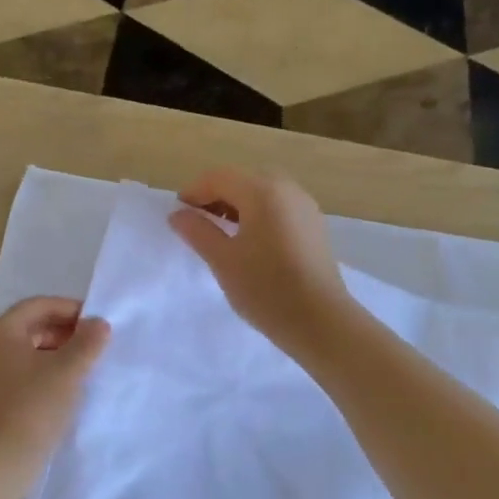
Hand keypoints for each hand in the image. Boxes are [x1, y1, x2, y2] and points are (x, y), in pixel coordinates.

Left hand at [0, 297, 109, 463]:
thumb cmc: (30, 409)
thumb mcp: (67, 373)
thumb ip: (87, 343)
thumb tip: (98, 323)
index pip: (39, 305)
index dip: (71, 309)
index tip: (98, 323)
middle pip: (29, 328)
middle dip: (64, 334)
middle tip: (94, 348)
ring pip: (23, 354)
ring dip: (53, 357)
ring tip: (82, 372)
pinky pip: (16, 377)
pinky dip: (40, 377)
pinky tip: (60, 395)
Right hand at [168, 167, 354, 353]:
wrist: (320, 321)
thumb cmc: (265, 288)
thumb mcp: (222, 259)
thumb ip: (197, 231)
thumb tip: (178, 214)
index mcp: (262, 192)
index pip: (219, 177)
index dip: (194, 191)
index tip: (178, 215)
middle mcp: (287, 189)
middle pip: (243, 179)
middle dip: (216, 195)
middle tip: (199, 222)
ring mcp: (305, 207)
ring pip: (263, 192)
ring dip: (238, 204)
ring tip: (222, 233)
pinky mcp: (314, 226)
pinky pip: (279, 207)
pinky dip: (259, 214)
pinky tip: (250, 242)